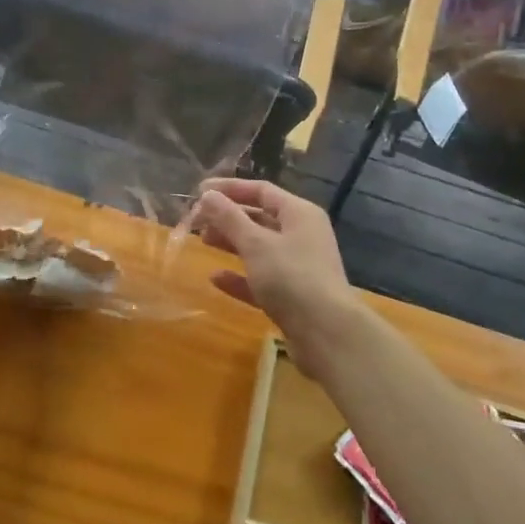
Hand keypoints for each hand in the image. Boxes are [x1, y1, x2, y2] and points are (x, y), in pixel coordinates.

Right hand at [192, 178, 363, 377]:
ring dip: (232, 244)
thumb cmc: (291, 277)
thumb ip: (229, 218)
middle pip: (260, 218)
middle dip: (228, 217)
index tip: (199, 191)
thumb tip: (207, 195)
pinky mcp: (293, 296)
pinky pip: (261, 279)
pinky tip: (216, 279)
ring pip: (260, 248)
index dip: (230, 189)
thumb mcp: (256, 244)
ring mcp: (299, 267)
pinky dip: (240, 277)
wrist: (327, 334)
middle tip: (197, 220)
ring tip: (203, 241)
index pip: (261, 190)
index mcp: (299, 214)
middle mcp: (302, 235)